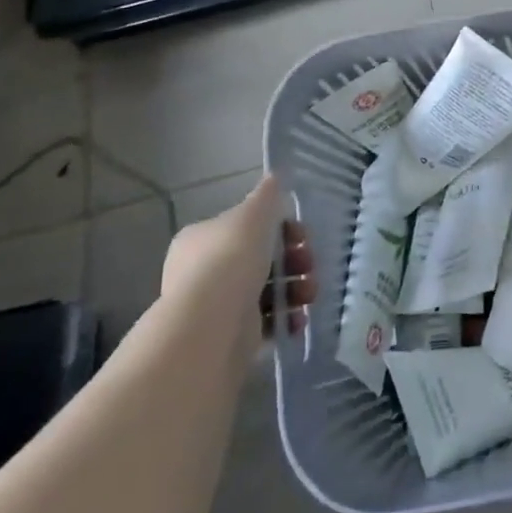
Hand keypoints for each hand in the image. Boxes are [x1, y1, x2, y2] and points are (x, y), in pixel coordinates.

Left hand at [161, 174, 315, 357]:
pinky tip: (298, 318)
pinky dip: (285, 318)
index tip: (303, 236)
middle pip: (260, 259)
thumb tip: (274, 176)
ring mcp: (215, 306)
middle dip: (294, 261)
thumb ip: (267, 195)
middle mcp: (202, 272)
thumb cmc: (232, 258)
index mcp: (201, 239)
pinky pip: (265, 321)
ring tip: (309, 295)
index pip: (246, 228)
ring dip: (295, 289)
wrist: (212, 323)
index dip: (280, 229)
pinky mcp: (229, 336)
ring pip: (266, 290)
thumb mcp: (254, 214)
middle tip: (310, 265)